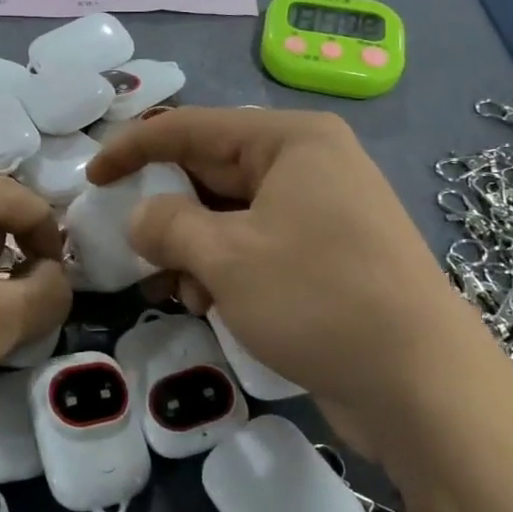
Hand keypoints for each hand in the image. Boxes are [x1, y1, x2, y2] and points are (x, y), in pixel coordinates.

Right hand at [86, 108, 451, 431]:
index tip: (91, 178)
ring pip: (231, 215)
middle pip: (212, 171)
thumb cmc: (318, 299)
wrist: (422, 384)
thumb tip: (140, 216)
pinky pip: (257, 245)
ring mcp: (322, 211)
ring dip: (192, 247)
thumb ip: (167, 225)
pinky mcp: (328, 255)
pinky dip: (224, 268)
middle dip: (166, 209)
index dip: (133, 149)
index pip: (192, 127)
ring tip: (172, 290)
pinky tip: (208, 304)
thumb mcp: (226, 257)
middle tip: (127, 244)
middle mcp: (309, 164)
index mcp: (290, 140)